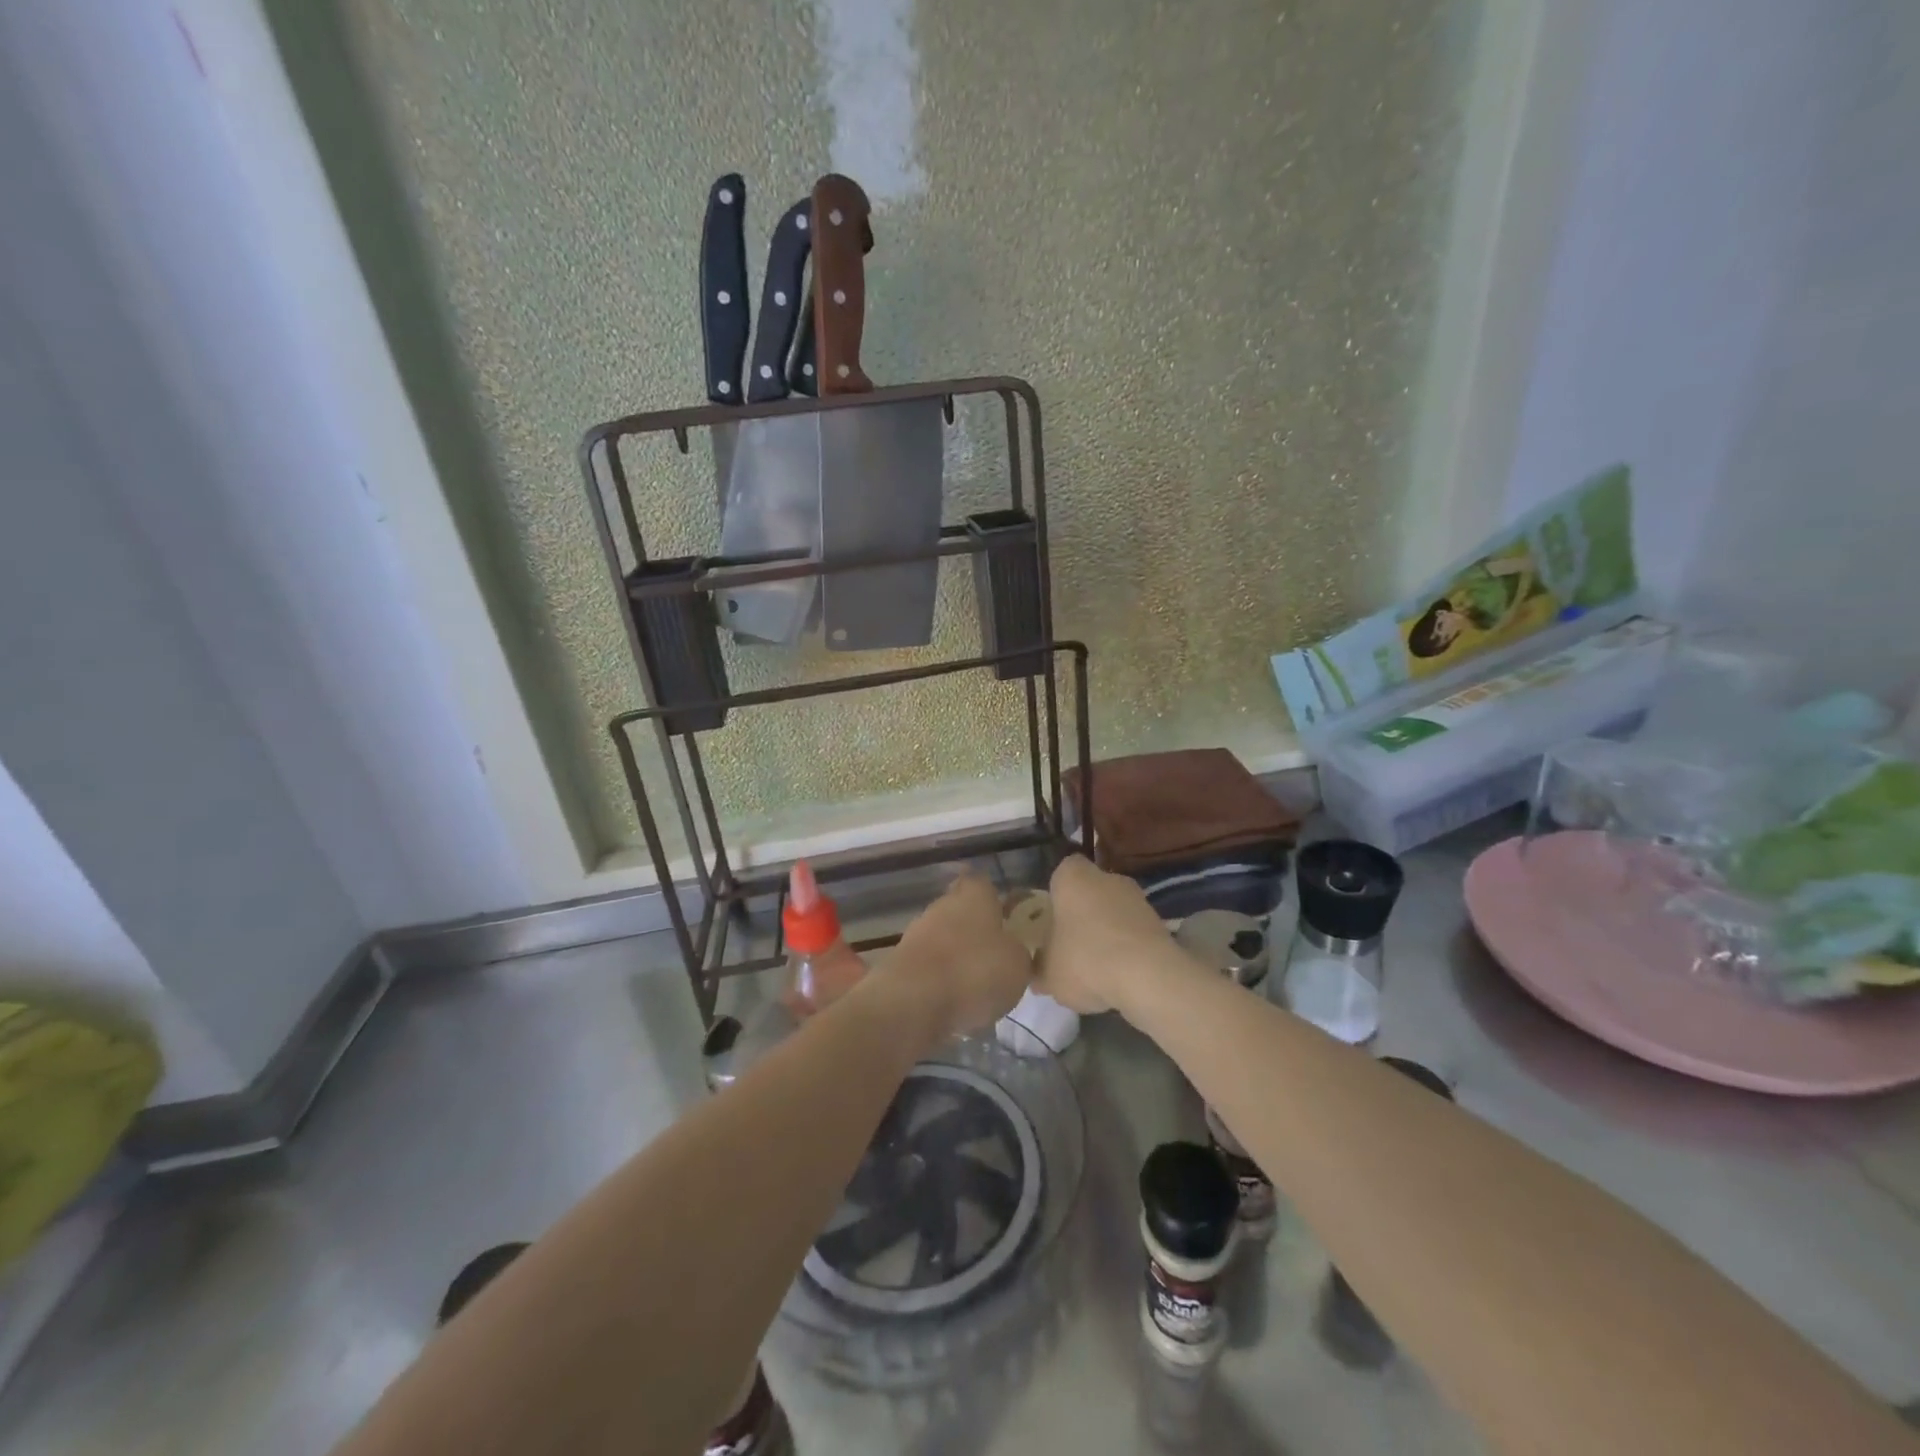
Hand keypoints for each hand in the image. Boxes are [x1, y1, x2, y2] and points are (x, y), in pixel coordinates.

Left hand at [886, 874, 1031, 1040]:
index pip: (983, 883)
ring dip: (958, 958)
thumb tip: (1011, 949)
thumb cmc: (974, 971)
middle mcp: (942, 905)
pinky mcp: (901, 964)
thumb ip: (1017, 951)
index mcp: (974, 895)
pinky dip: (941, 981)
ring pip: (944, 939)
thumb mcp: (1018, 964)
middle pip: (961, 911)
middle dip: (976, 931)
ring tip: (978, 989)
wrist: (913, 1003)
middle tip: (996, 957)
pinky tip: (955, 1005)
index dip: (994, 898)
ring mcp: (917, 933)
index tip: (1005, 916)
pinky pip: (930, 967)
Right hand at [1036, 854, 1177, 1014]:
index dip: (1056, 892)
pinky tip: (1119, 976)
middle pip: (1090, 891)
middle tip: (1069, 944)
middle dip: (1082, 913)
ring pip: (1115, 912)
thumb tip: (1037, 973)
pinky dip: (1127, 949)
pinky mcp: (1160, 924)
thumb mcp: (1047, 972)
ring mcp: (1138, 899)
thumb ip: (1039, 968)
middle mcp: (1108, 878)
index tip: (1050, 916)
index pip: (1062, 872)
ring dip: (1107, 933)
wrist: (1148, 978)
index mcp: (1073, 877)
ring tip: (1095, 967)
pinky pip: (1134, 933)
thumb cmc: (1085, 960)